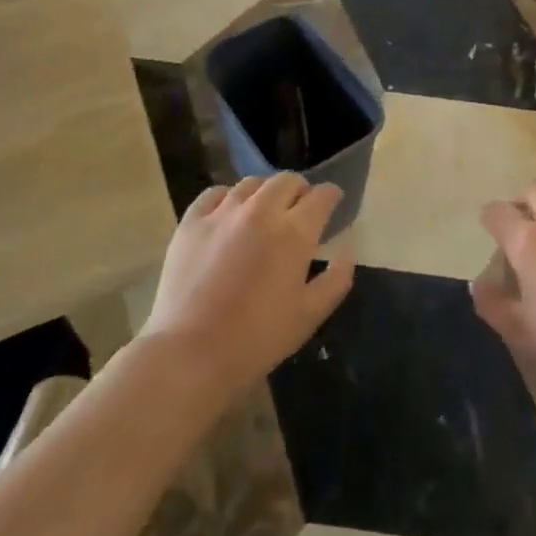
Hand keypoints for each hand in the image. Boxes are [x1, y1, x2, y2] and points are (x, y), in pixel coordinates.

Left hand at [141, 175, 355, 398]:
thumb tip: (346, 252)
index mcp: (294, 233)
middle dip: (300, 190)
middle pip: (287, 181)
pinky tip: (228, 215)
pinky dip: (228, 198)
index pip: (321, 196)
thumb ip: (336, 280)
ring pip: (252, 183)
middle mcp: (261, 211)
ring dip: (266, 193)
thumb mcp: (310, 316)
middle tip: (300, 210)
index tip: (333, 203)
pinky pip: (214, 193)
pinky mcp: (191, 222)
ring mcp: (222, 213)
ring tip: (264, 211)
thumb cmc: (257, 339)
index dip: (332, 196)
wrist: (189, 355)